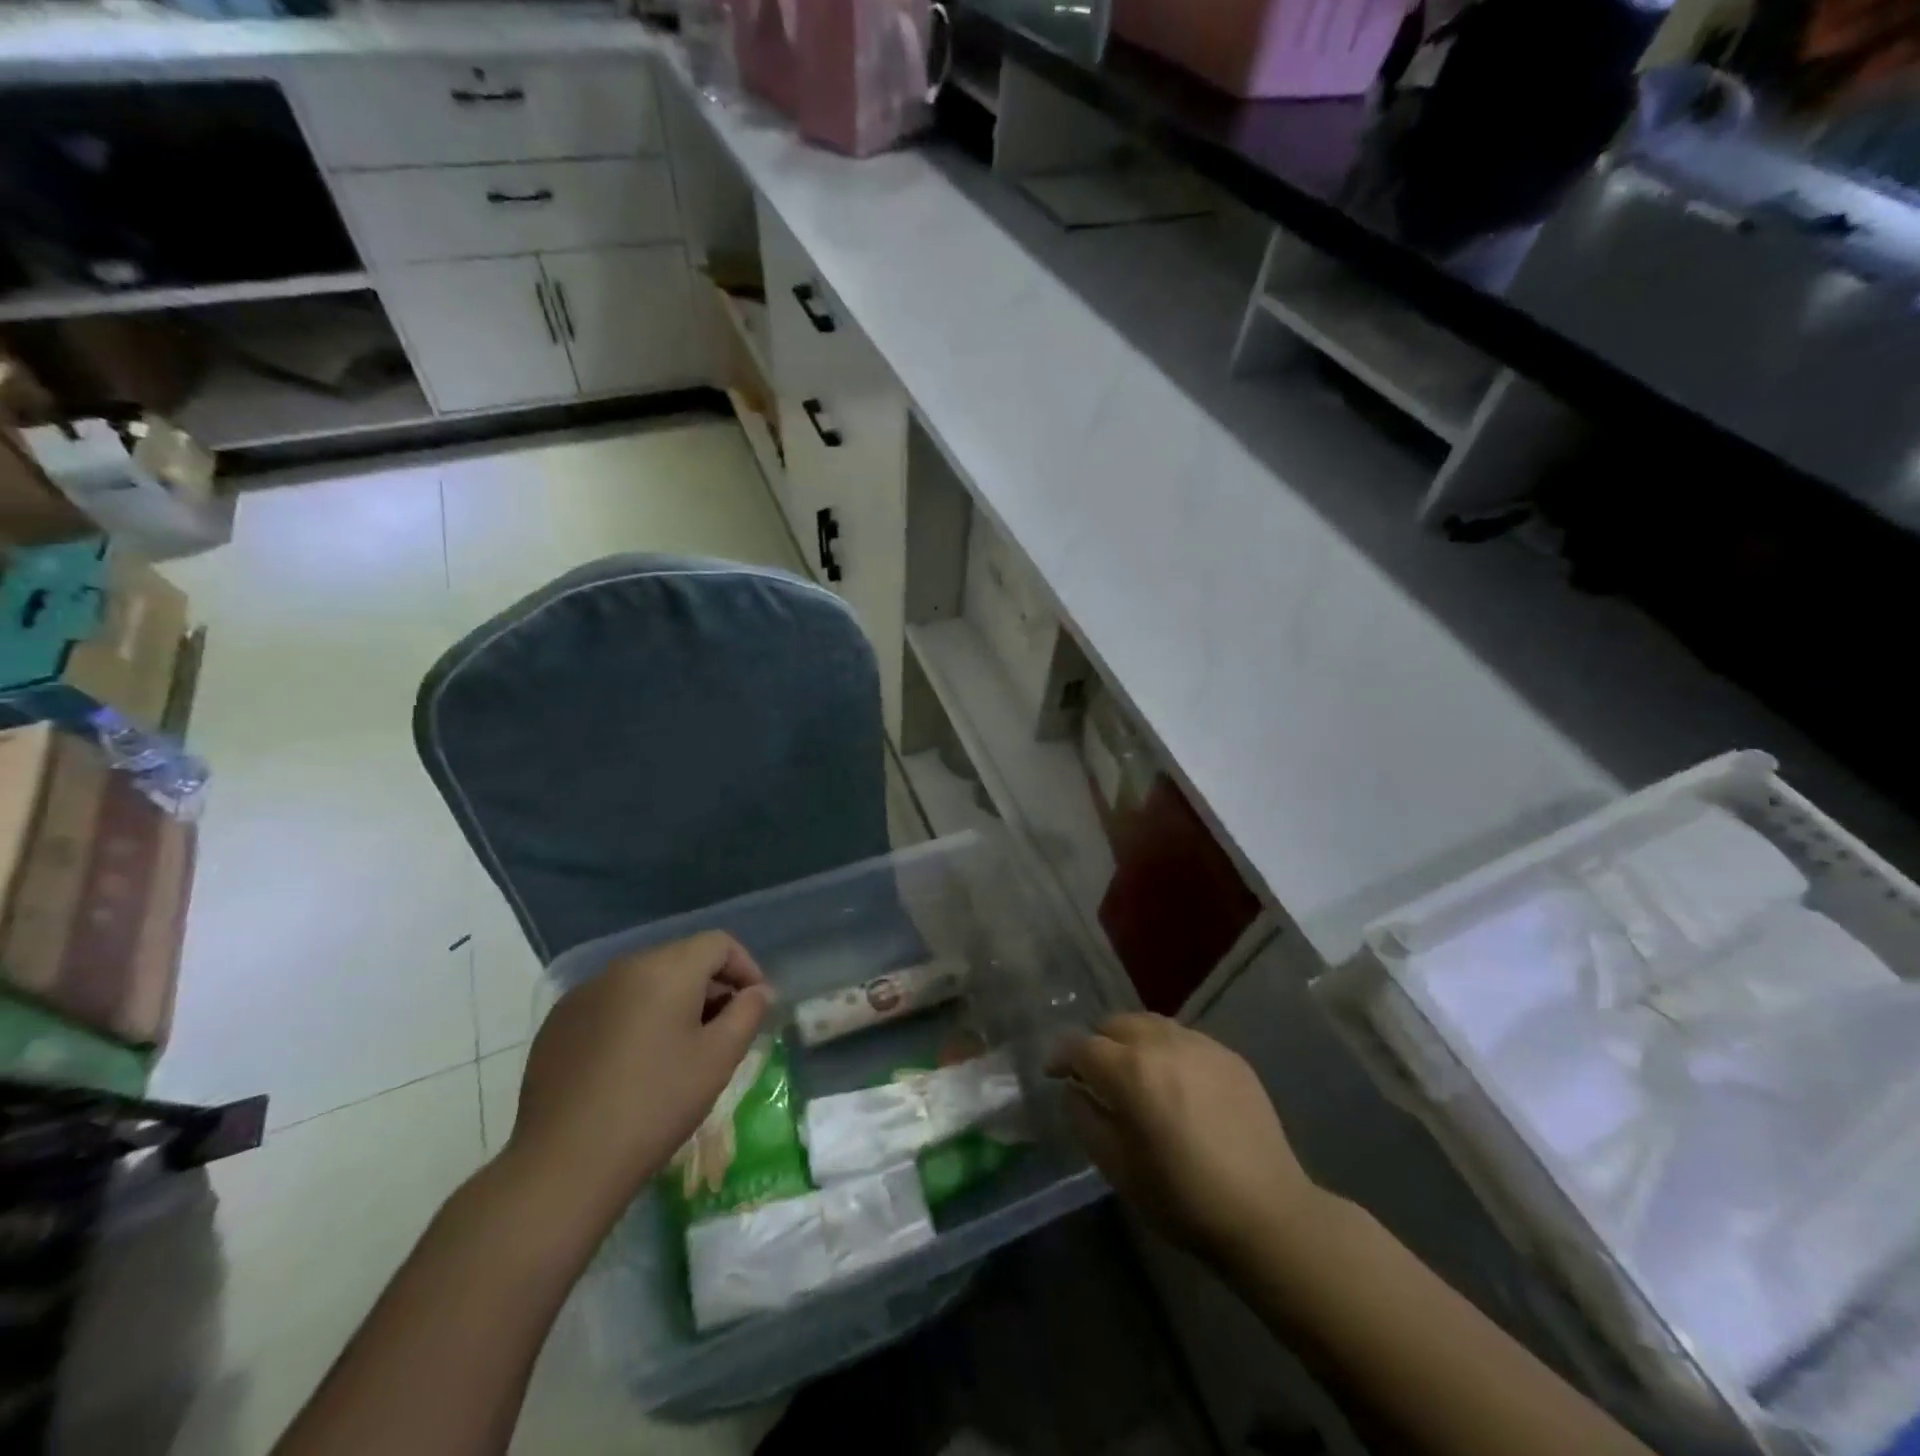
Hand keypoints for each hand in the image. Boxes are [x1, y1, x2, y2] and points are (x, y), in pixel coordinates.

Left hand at [504, 932, 770, 1231]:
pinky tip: (633, 1064)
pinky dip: (634, 1019)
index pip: (718, 943)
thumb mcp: (719, 1058)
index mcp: (665, 968)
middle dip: (710, 986)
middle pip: (681, 959)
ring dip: (672, 1002)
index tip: (755, 1005)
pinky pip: (611, 1005)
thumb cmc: (656, 1104)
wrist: (564, 1164)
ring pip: (644, 982)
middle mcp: (622, 968)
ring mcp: (584, 995)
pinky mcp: (558, 1025)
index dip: (746, 967)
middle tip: (723, 1030)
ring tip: (679, 1050)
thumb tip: (758, 991)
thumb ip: (748, 1012)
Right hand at [1050, 1014, 1327, 1268]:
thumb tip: (1073, 1089)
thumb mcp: (1119, 1168)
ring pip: (1150, 1024)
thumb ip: (1087, 1119)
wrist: (1267, 1213)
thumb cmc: (1183, 1199)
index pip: (1082, 1046)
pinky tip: (1175, 1082)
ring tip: (1135, 1072)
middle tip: (1096, 1074)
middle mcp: (1163, 1044)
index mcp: (1130, 1072)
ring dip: (1132, 1041)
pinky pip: (1184, 1037)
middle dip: (1098, 1043)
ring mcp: (1200, 1045)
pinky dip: (1167, 1049)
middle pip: (1115, 1023)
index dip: (1062, 1057)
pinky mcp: (1229, 1055)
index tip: (1055, 1073)